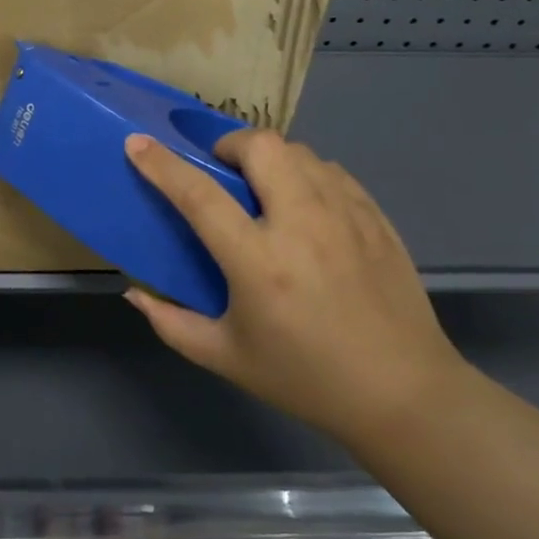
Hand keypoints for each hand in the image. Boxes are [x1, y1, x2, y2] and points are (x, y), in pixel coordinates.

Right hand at [122, 129, 466, 448]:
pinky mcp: (375, 216)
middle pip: (260, 147)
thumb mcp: (227, 358)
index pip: (199, 195)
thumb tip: (134, 293)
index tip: (138, 143)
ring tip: (264, 188)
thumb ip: (172, 323)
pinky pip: (331, 171)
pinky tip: (305, 205)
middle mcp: (302, 225)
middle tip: (222, 172)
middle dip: (230, 146)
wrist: (404, 395)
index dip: (162, 164)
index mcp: (258, 262)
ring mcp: (345, 215)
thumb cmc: (306, 378)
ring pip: (298, 151)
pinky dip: (307, 174)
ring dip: (270, 159)